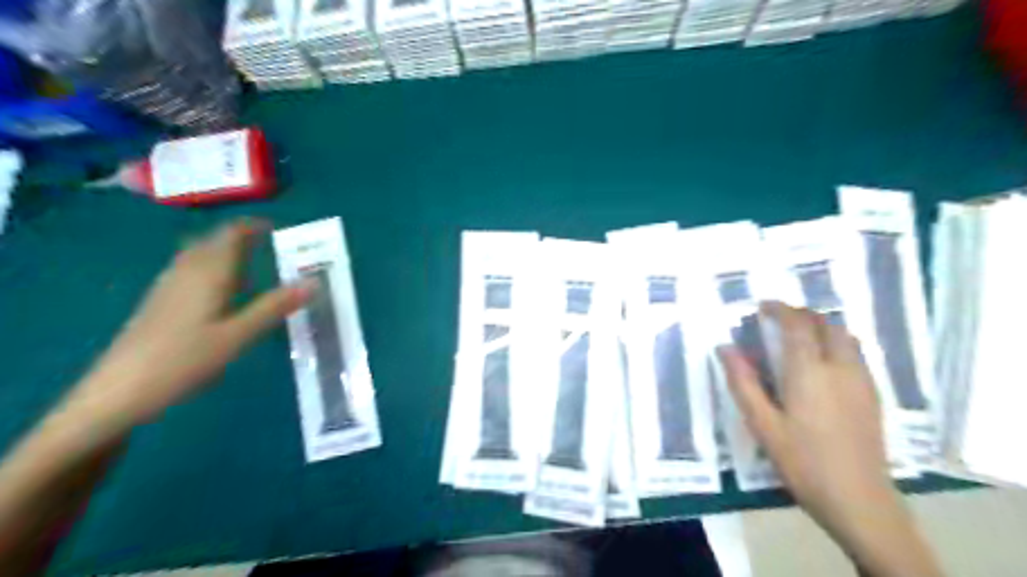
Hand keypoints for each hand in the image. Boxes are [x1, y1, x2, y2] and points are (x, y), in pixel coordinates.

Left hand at [68, 219, 312, 429]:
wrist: (118, 392)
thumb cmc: (185, 359)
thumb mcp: (239, 335)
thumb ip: (275, 306)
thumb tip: (314, 282)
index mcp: (209, 273)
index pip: (231, 234)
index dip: (254, 226)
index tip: (279, 229)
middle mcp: (187, 271)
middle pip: (214, 240)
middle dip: (242, 237)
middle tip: (272, 247)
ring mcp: (168, 286)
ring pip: (200, 255)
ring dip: (226, 252)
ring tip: (253, 265)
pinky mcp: (159, 302)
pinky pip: (190, 271)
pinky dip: (212, 269)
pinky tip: (221, 290)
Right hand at [715, 303, 896, 536]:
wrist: (859, 500)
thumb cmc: (802, 462)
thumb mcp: (762, 424)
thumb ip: (743, 382)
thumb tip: (725, 347)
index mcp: (809, 372)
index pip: (797, 324)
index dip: (780, 309)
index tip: (762, 306)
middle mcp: (839, 367)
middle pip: (826, 323)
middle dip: (801, 313)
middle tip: (778, 318)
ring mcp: (861, 380)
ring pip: (845, 335)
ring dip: (821, 325)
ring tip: (799, 333)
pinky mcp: (873, 394)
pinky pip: (856, 352)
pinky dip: (836, 341)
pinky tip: (823, 359)